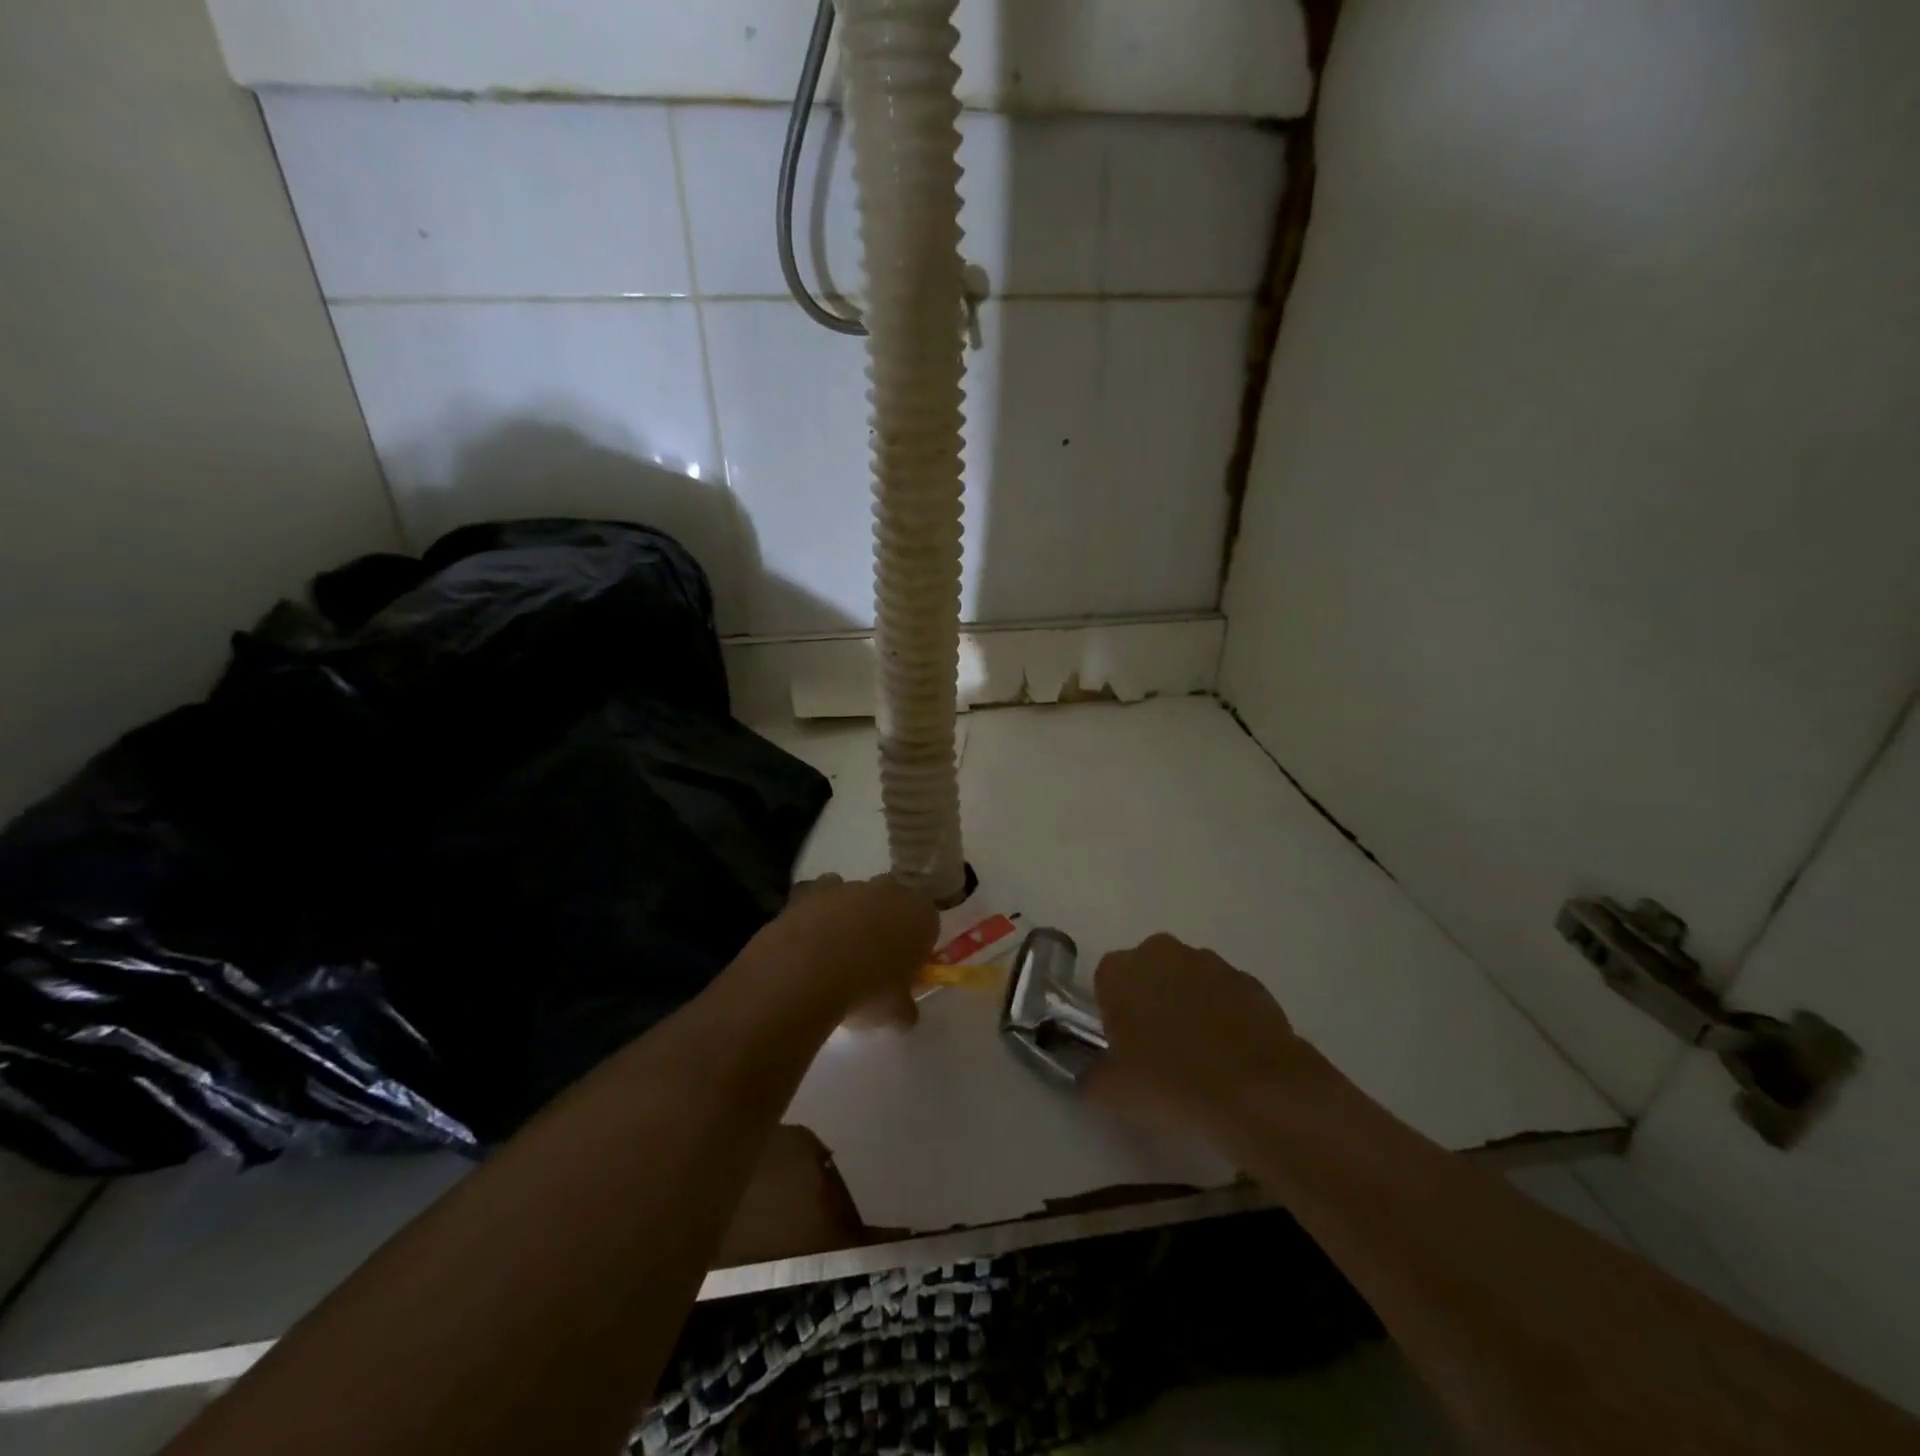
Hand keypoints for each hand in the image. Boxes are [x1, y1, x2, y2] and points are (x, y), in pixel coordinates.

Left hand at [767, 875, 937, 1027]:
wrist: (807, 972)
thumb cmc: (866, 991)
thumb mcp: (894, 1013)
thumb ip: (904, 1008)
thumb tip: (904, 1013)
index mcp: (920, 916)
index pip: (928, 924)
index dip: (916, 947)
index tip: (904, 970)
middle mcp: (890, 891)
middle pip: (894, 904)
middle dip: (886, 925)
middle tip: (872, 960)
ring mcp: (851, 885)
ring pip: (858, 896)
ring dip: (852, 916)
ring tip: (835, 954)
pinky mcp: (814, 887)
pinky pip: (823, 894)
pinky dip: (820, 910)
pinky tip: (810, 937)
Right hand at [1090, 934, 1321, 1130]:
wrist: (1254, 1090)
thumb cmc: (1168, 1081)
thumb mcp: (1112, 1091)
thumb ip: (1093, 1076)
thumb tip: (1092, 1076)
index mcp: (1121, 970)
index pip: (1106, 980)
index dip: (1113, 1012)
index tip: (1123, 1044)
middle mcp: (1162, 953)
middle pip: (1149, 972)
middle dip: (1151, 1000)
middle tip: (1158, 1049)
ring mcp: (1210, 963)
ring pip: (1189, 979)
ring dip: (1190, 1005)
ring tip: (1199, 1056)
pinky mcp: (1249, 982)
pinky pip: (1227, 995)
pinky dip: (1226, 1016)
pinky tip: (1231, 1056)